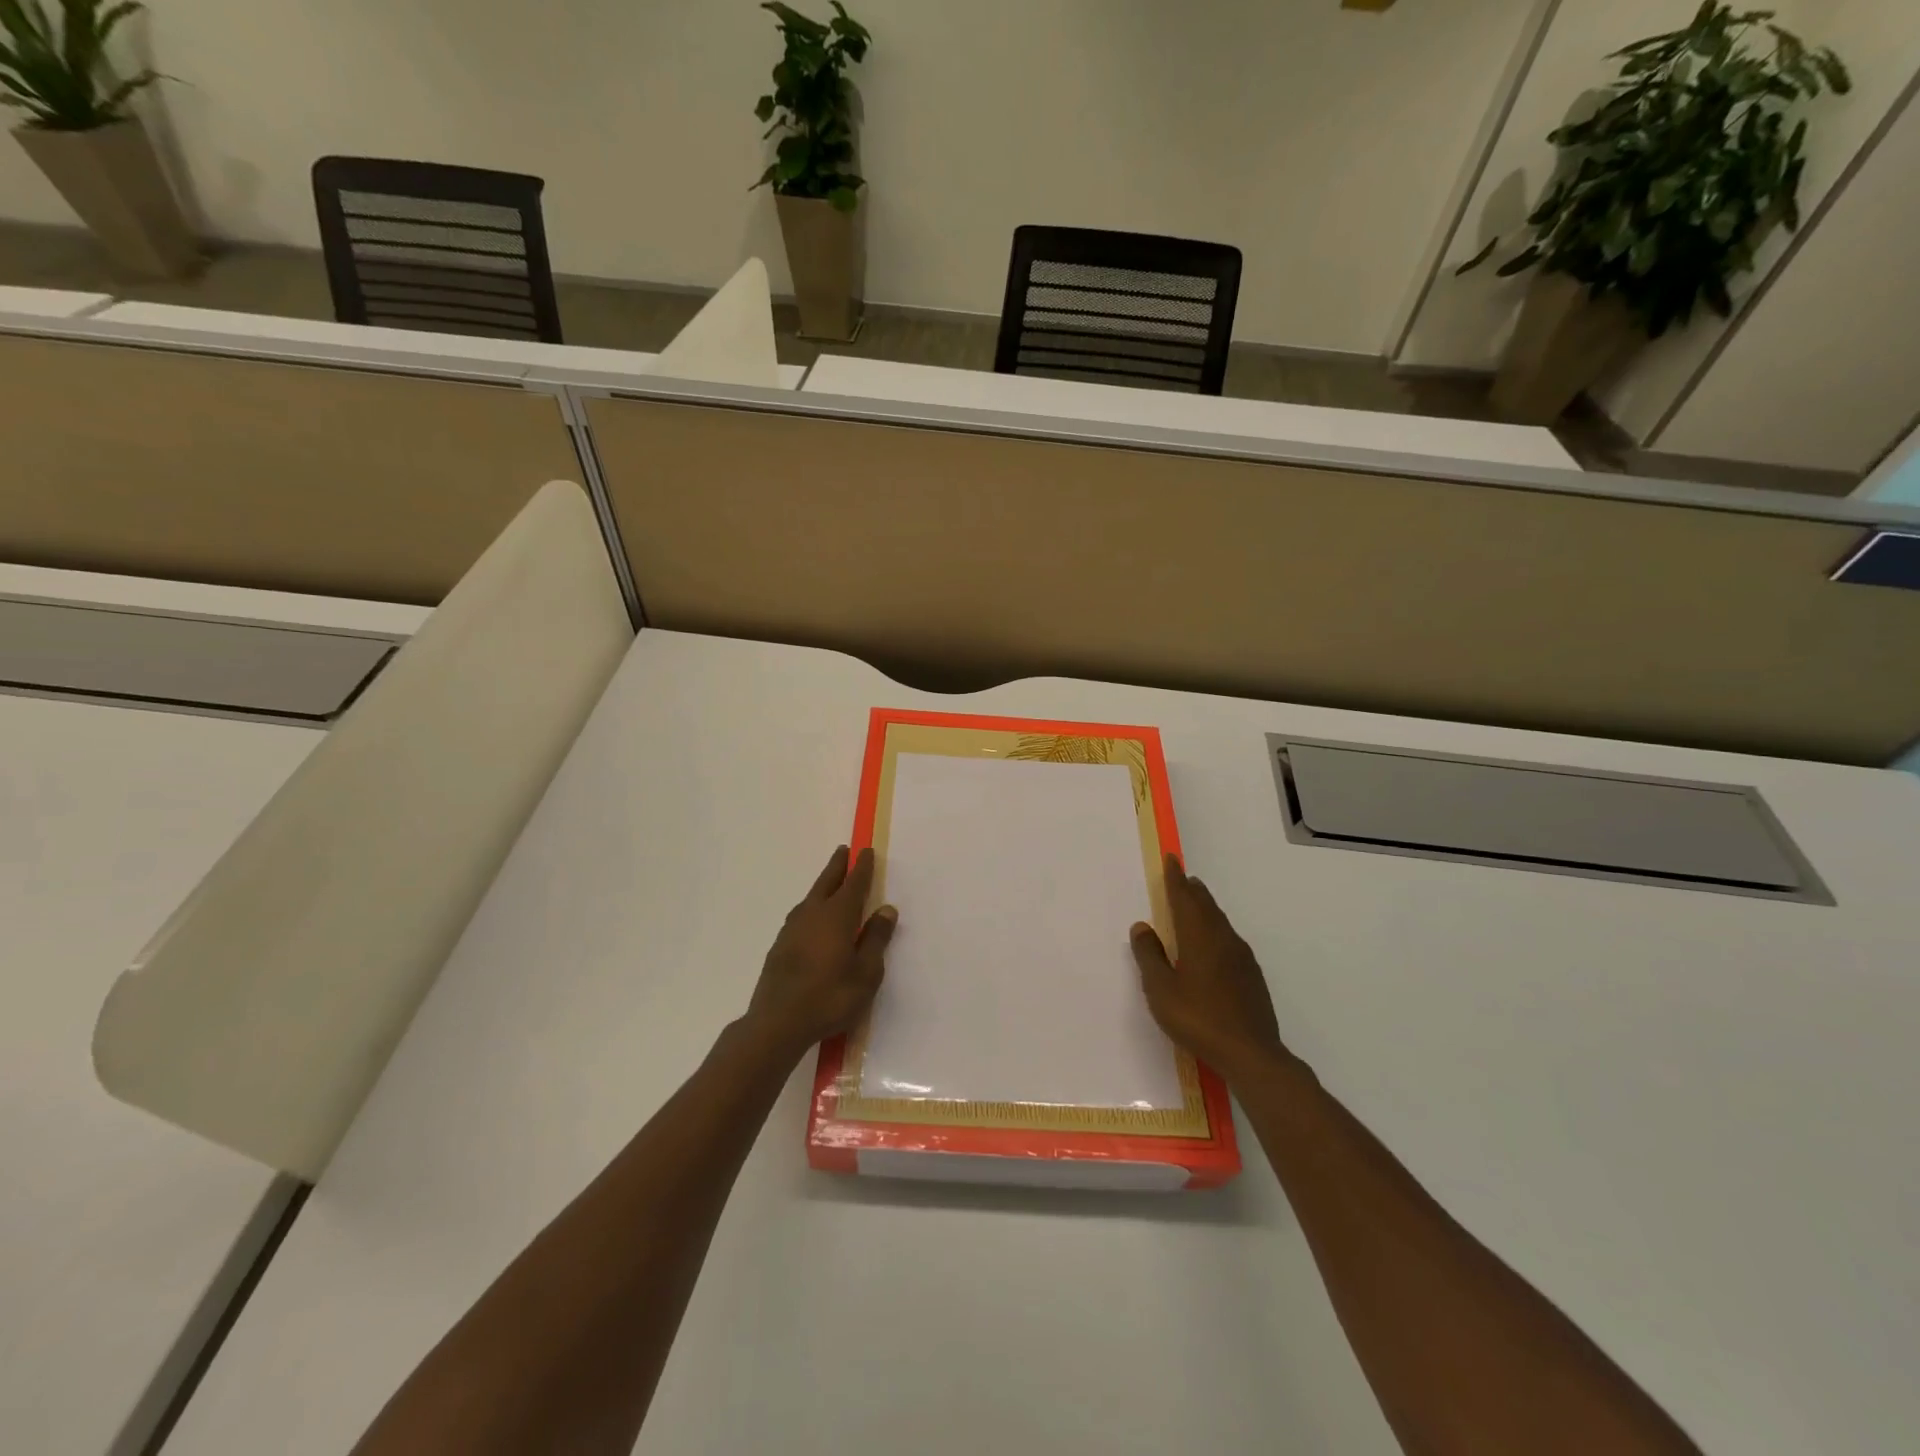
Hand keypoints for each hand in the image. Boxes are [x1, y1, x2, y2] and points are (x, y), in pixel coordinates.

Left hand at [745, 846, 895, 1058]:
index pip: (853, 884)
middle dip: (837, 866)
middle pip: (827, 882)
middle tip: (844, 851)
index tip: (866, 851)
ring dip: (823, 885)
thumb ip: (876, 939)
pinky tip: (813, 919)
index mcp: (837, 916)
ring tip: (831, 882)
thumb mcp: (866, 973)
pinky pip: (801, 915)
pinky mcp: (780, 945)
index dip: (862, 867)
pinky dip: (811, 907)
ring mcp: (792, 929)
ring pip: (811, 897)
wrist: (777, 1023)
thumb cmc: (830, 997)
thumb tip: (886, 909)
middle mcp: (812, 914)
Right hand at [1130, 854, 1286, 1083]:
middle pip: (1206, 905)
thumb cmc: (1198, 1018)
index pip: (1185, 898)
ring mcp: (1241, 957)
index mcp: (1199, 936)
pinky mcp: (1251, 975)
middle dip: (1192, 890)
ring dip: (1205, 909)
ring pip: (1220, 921)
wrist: (1251, 1053)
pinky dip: (1215, 929)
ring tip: (1194, 905)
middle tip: (1182, 879)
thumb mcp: (1161, 989)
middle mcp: (1223, 939)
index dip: (1175, 879)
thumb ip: (1149, 956)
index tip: (1171, 860)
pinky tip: (1212, 944)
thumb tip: (1142, 926)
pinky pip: (1229, 939)